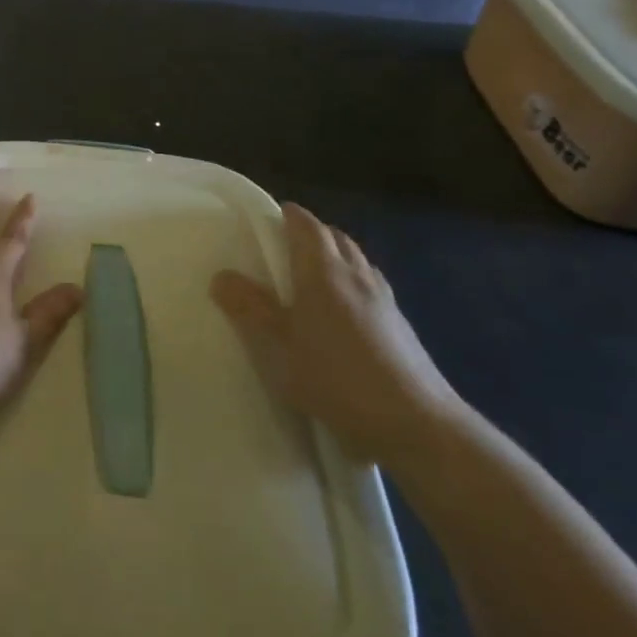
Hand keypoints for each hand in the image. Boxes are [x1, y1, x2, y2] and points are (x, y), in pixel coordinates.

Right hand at [211, 203, 460, 465]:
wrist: (416, 422)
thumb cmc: (336, 377)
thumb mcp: (279, 347)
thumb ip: (249, 309)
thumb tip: (221, 275)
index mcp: (323, 272)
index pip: (308, 227)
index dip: (292, 216)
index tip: (275, 214)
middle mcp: (356, 275)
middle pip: (336, 238)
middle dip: (314, 233)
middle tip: (289, 243)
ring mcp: (384, 299)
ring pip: (358, 260)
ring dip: (337, 255)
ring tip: (316, 273)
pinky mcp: (401, 324)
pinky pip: (372, 285)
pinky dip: (354, 281)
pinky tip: (347, 309)